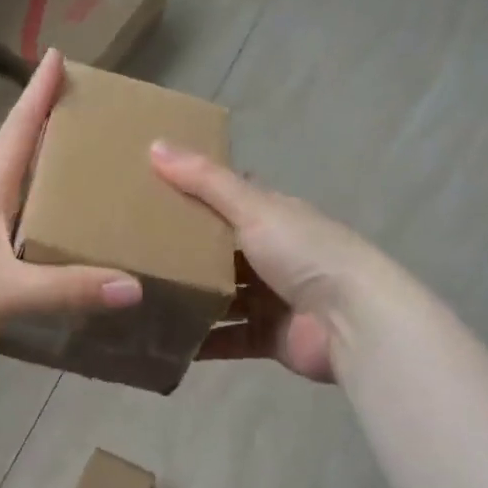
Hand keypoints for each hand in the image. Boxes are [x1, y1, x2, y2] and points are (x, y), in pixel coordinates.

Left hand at [0, 51, 140, 389]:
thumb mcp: (4, 291)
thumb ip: (67, 289)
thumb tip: (134, 286)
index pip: (16, 133)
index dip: (37, 95)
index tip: (58, 56)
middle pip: (21, 164)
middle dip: (52, 139)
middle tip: (95, 125)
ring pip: (22, 209)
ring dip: (52, 194)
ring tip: (95, 189)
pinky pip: (21, 250)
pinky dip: (47, 244)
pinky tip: (69, 257)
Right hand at [150, 143, 384, 383]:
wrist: (352, 321)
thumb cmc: (305, 254)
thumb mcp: (253, 209)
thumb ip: (206, 181)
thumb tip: (154, 144)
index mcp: (276, 217)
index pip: (233, 199)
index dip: (197, 194)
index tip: (153, 192)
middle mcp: (275, 255)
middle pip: (223, 251)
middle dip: (186, 252)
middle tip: (135, 252)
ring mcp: (273, 299)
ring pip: (223, 297)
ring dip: (191, 299)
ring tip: (142, 298)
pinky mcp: (270, 337)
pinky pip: (228, 339)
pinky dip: (203, 342)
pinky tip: (165, 341)